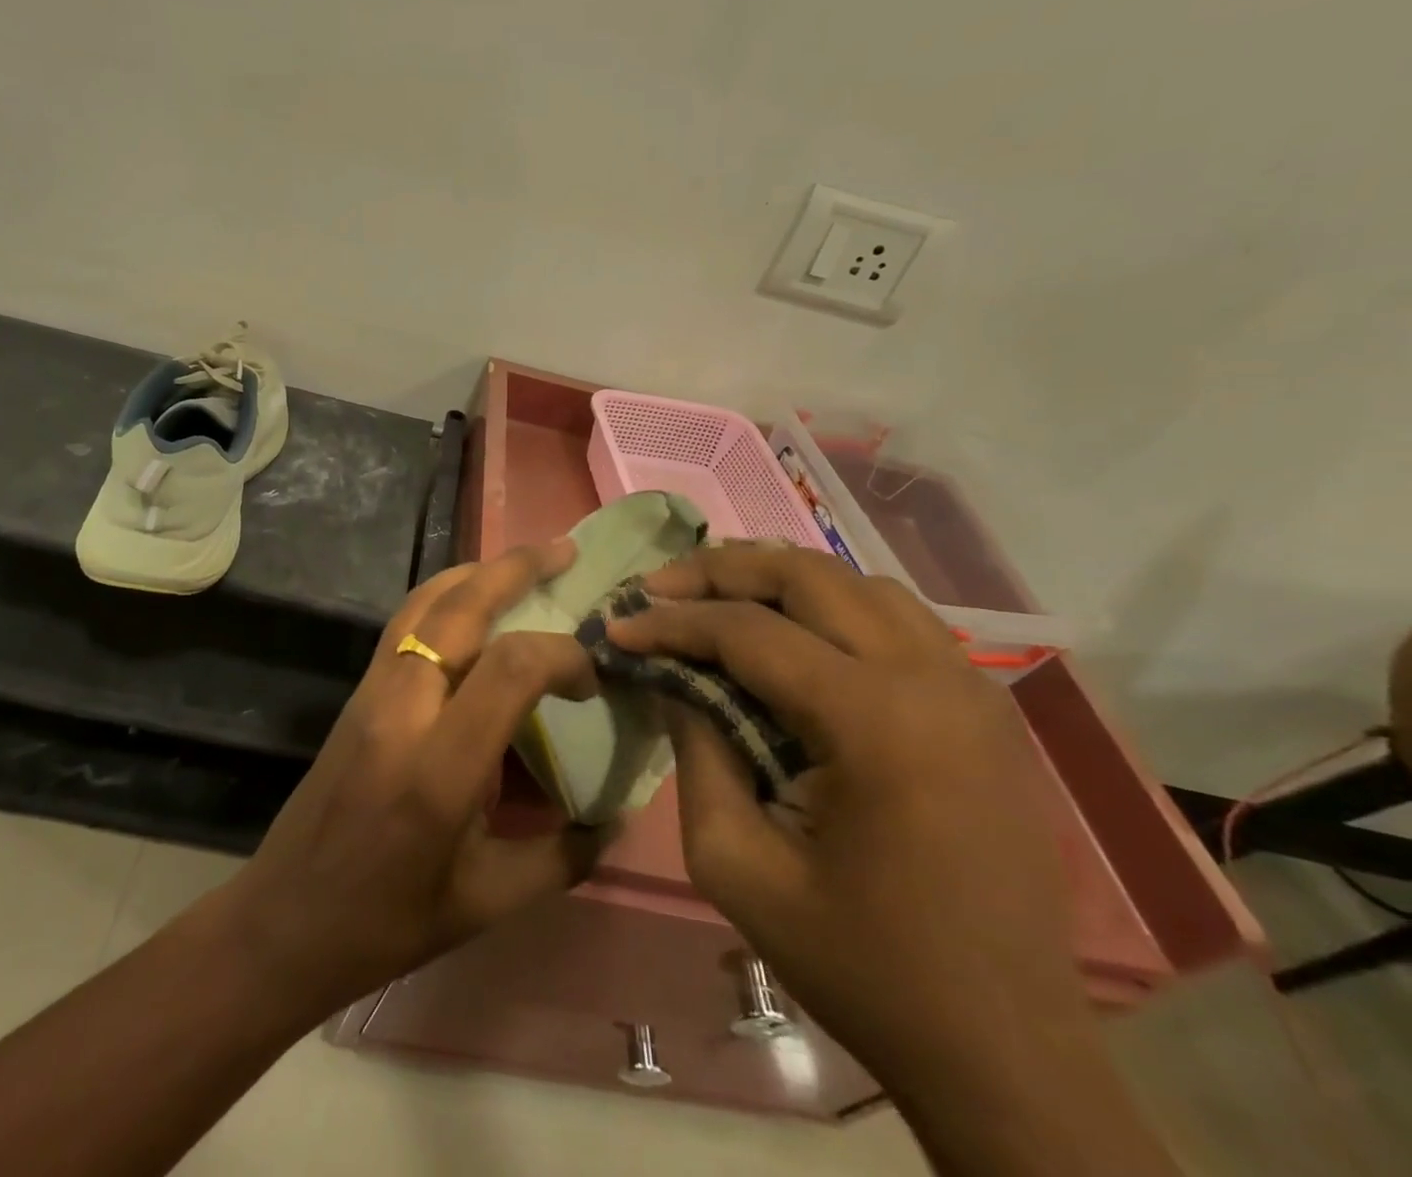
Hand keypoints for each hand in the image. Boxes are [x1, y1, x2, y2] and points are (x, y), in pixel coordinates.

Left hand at [215, 539, 607, 1015]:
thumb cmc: (389, 921)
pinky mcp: (356, 691)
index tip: (591, 681)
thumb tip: (618, 817)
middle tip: (565, 551)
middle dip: (517, 569)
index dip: (562, 657)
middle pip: (460, 608)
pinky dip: (445, 593)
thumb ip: (564, 857)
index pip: (510, 669)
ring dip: (477, 572)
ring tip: (524, 562)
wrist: (285, 918)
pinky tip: (472, 599)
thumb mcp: (488, 902)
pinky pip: (404, 620)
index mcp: (439, 769)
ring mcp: (371, 692)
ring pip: (425, 601)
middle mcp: (402, 710)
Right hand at [609, 544, 1085, 1087]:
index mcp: (875, 723)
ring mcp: (972, 686)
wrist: (1006, 1052)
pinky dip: (832, 606)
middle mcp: (932, 679)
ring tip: (716, 602)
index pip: (749, 632)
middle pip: (808, 576)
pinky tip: (794, 635)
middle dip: (720, 570)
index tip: (617, 624)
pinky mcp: (985, 705)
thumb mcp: (738, 868)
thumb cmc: (863, 967)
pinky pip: (897, 617)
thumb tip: (675, 681)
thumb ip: (696, 755)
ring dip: (777, 580)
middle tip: (660, 588)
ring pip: (856, 582)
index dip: (671, 622)